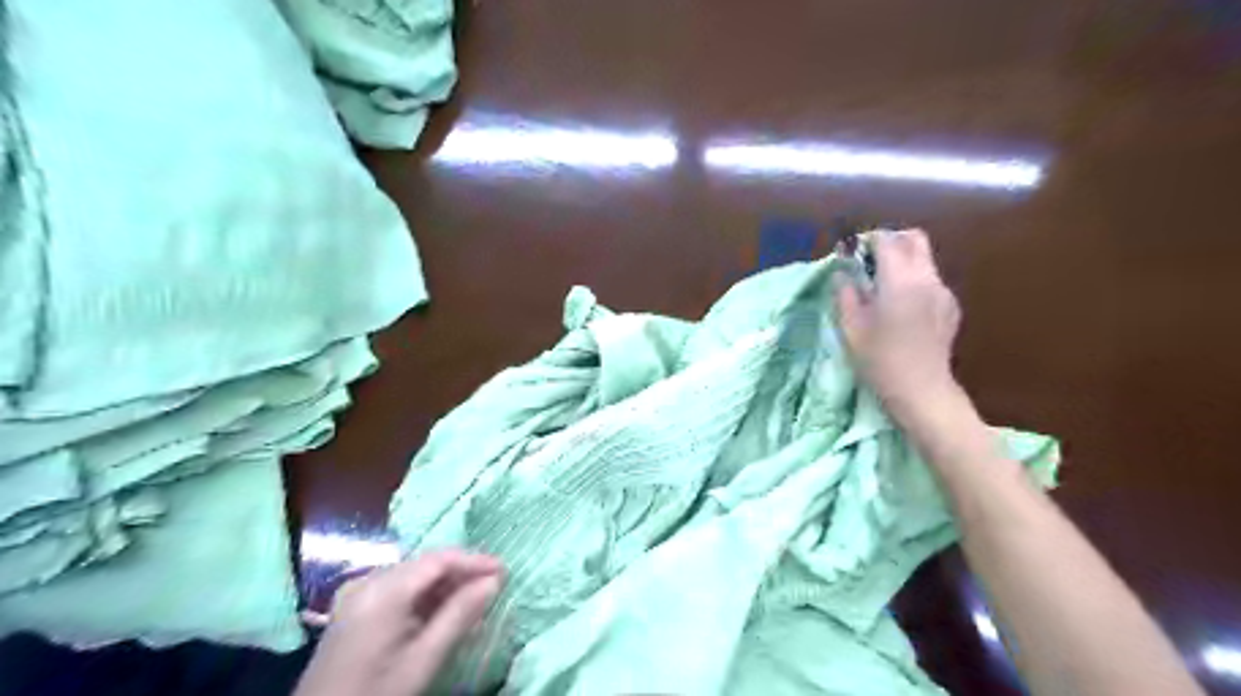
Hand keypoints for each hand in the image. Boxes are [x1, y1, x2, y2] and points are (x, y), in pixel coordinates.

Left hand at [293, 549, 503, 695]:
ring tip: (474, 603)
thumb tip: (494, 581)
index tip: (505, 571)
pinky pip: (398, 589)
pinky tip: (442, 613)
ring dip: (445, 586)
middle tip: (493, 588)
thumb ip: (460, 615)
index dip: (475, 561)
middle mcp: (367, 581)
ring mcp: (356, 593)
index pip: (439, 559)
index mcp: (383, 590)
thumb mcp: (424, 659)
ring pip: (413, 576)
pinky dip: (424, 597)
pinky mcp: (353, 608)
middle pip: (425, 565)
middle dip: (461, 574)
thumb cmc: (377, 694)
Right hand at [840, 228, 962, 424]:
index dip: (867, 240)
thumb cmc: (879, 360)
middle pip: (914, 239)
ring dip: (903, 261)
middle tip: (869, 260)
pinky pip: (931, 280)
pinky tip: (902, 308)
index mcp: (899, 281)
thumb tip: (843, 273)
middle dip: (891, 241)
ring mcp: (943, 292)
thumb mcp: (851, 327)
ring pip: (924, 259)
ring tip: (883, 287)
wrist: (921, 390)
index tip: (852, 251)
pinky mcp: (950, 307)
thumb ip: (845, 293)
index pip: (886, 241)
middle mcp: (926, 278)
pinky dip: (914, 280)